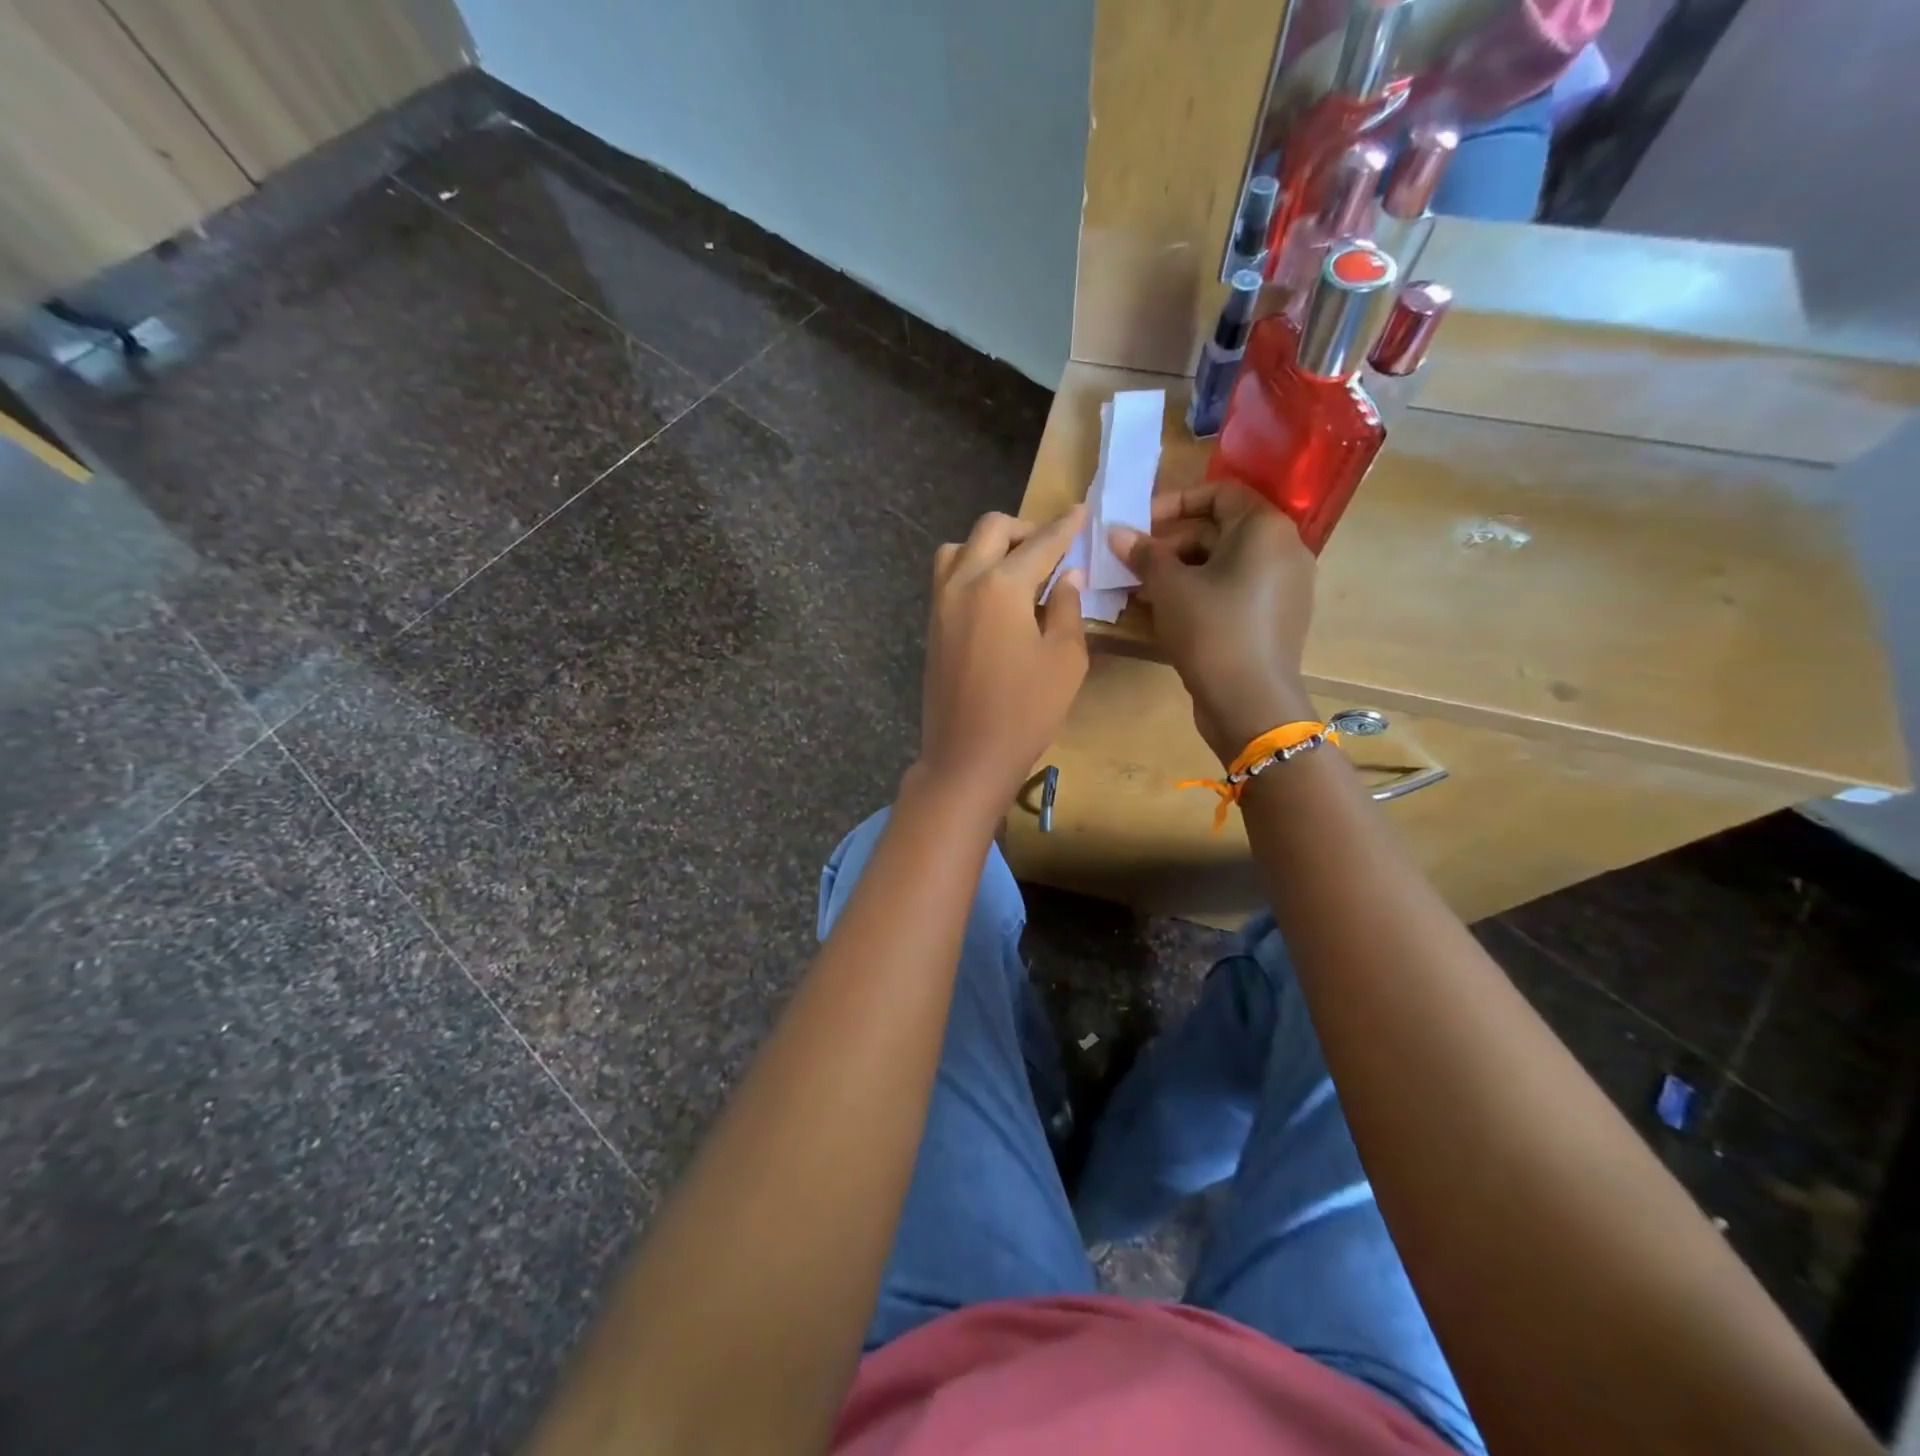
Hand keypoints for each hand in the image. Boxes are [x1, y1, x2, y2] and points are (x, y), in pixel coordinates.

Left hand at [916, 507, 1088, 810]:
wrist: (967, 756)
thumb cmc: (1026, 712)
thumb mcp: (1065, 659)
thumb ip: (1068, 608)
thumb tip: (1068, 575)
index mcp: (1002, 586)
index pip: (1040, 543)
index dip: (1065, 527)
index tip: (1081, 512)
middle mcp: (964, 582)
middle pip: (991, 530)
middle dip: (1025, 528)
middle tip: (1052, 547)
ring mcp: (940, 602)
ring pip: (959, 548)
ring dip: (989, 545)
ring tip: (1017, 569)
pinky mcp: (932, 624)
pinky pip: (947, 575)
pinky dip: (970, 567)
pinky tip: (995, 595)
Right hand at [1110, 482, 1315, 763]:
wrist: (1250, 702)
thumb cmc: (1211, 631)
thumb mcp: (1169, 588)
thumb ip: (1143, 554)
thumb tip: (1115, 532)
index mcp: (1265, 529)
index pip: (1219, 493)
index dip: (1174, 503)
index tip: (1139, 524)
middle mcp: (1283, 549)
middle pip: (1219, 530)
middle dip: (1170, 544)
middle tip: (1132, 564)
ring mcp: (1283, 586)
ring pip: (1223, 564)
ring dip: (1179, 571)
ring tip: (1140, 591)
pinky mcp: (1275, 618)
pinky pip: (1233, 591)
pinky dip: (1200, 593)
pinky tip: (1165, 613)